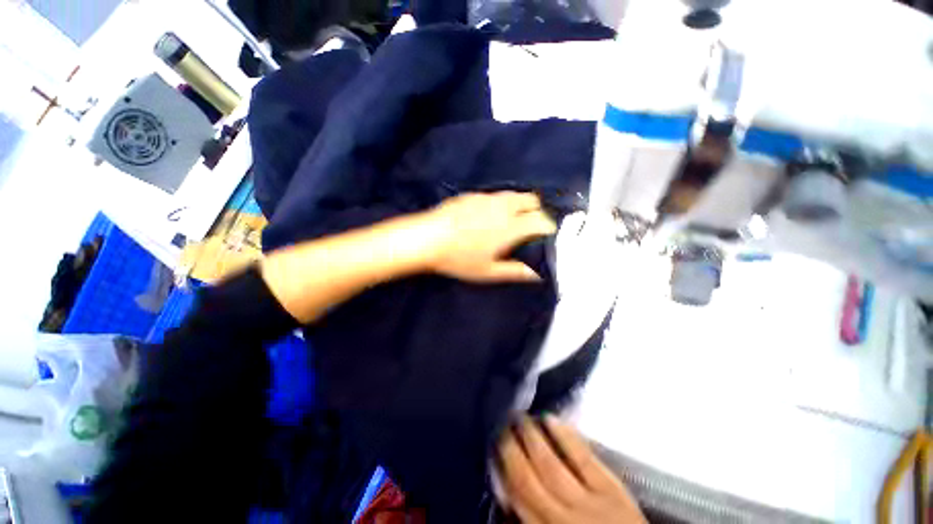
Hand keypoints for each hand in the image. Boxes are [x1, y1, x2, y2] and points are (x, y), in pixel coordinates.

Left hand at [420, 192, 556, 282]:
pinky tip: (492, 214)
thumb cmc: (459, 259)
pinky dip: (504, 202)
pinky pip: (497, 194)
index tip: (547, 236)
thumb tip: (537, 275)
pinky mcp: (473, 195)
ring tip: (515, 219)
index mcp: (511, 226)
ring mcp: (487, 197)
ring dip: (522, 204)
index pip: (542, 220)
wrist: (427, 238)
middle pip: (532, 200)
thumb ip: (516, 271)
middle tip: (532, 227)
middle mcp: (503, 207)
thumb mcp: (488, 271)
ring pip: (515, 194)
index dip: (549, 228)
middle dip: (538, 211)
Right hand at [498, 415, 647, 523]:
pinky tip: (550, 418)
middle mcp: (561, 518)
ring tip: (519, 416)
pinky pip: (582, 457)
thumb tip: (508, 489)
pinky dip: (564, 436)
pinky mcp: (612, 488)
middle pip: (527, 479)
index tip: (491, 444)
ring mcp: (589, 503)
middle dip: (510, 448)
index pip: (516, 498)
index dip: (501, 469)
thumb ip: (531, 517)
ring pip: (550, 465)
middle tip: (499, 422)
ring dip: (531, 437)